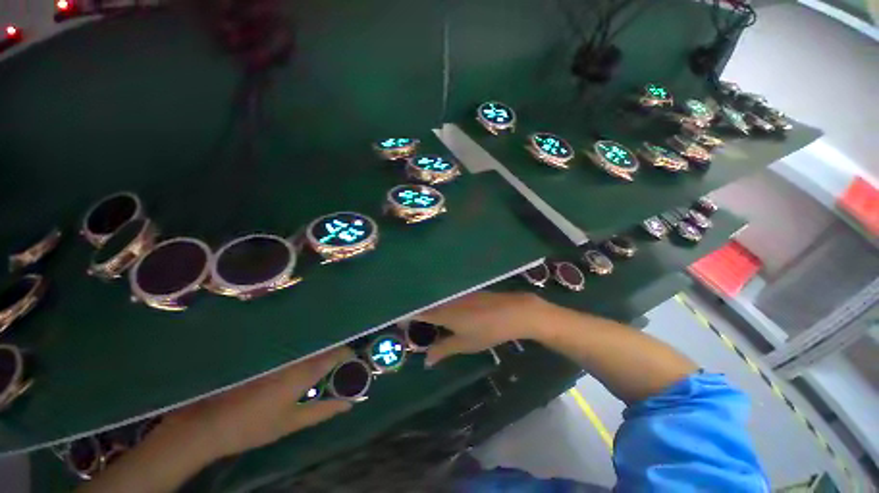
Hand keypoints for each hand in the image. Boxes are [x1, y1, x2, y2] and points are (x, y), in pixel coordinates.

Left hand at [157, 347, 353, 460]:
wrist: (209, 423)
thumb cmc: (254, 426)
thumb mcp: (292, 422)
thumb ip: (323, 411)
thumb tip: (349, 404)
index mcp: (303, 372)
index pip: (335, 354)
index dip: (348, 356)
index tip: (355, 362)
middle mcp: (294, 359)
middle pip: (324, 348)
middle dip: (337, 356)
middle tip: (341, 370)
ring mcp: (280, 357)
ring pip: (310, 349)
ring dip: (322, 356)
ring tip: (325, 370)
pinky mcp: (268, 359)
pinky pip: (295, 352)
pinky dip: (306, 357)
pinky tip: (303, 369)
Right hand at [415, 292, 546, 366]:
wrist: (513, 312)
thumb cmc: (487, 331)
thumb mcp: (464, 344)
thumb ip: (443, 350)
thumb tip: (426, 361)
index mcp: (442, 312)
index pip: (417, 311)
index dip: (405, 317)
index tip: (399, 325)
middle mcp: (446, 299)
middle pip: (425, 303)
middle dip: (416, 313)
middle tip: (412, 327)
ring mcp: (457, 293)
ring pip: (436, 299)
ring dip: (428, 308)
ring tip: (427, 321)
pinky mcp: (467, 291)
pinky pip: (447, 296)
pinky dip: (441, 304)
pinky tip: (445, 311)